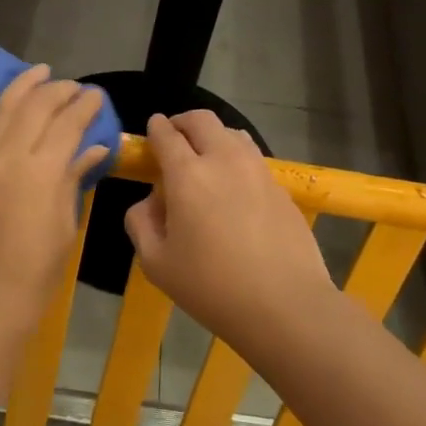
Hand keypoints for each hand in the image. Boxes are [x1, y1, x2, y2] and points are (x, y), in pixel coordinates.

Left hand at [0, 65, 108, 332]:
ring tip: (38, 72)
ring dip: (21, 87)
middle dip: (58, 91)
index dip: (84, 107)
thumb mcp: (64, 226)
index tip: (97, 96)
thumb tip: (92, 148)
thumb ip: (73, 180)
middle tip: (75, 88)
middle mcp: (10, 157)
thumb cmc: (36, 273)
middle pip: (35, 109)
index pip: (67, 124)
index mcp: (43, 173)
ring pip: (2, 110)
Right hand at [124, 111, 335, 348]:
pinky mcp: (281, 188)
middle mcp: (224, 160)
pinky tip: (233, 188)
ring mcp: (258, 171)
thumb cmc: (210, 287)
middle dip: (183, 122)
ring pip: (233, 133)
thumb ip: (141, 223)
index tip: (152, 128)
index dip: (155, 127)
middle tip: (174, 138)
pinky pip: (253, 159)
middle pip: (202, 120)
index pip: (166, 134)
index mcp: (187, 175)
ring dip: (212, 137)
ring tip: (205, 159)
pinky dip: (236, 159)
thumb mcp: (155, 263)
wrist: (284, 305)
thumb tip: (150, 202)